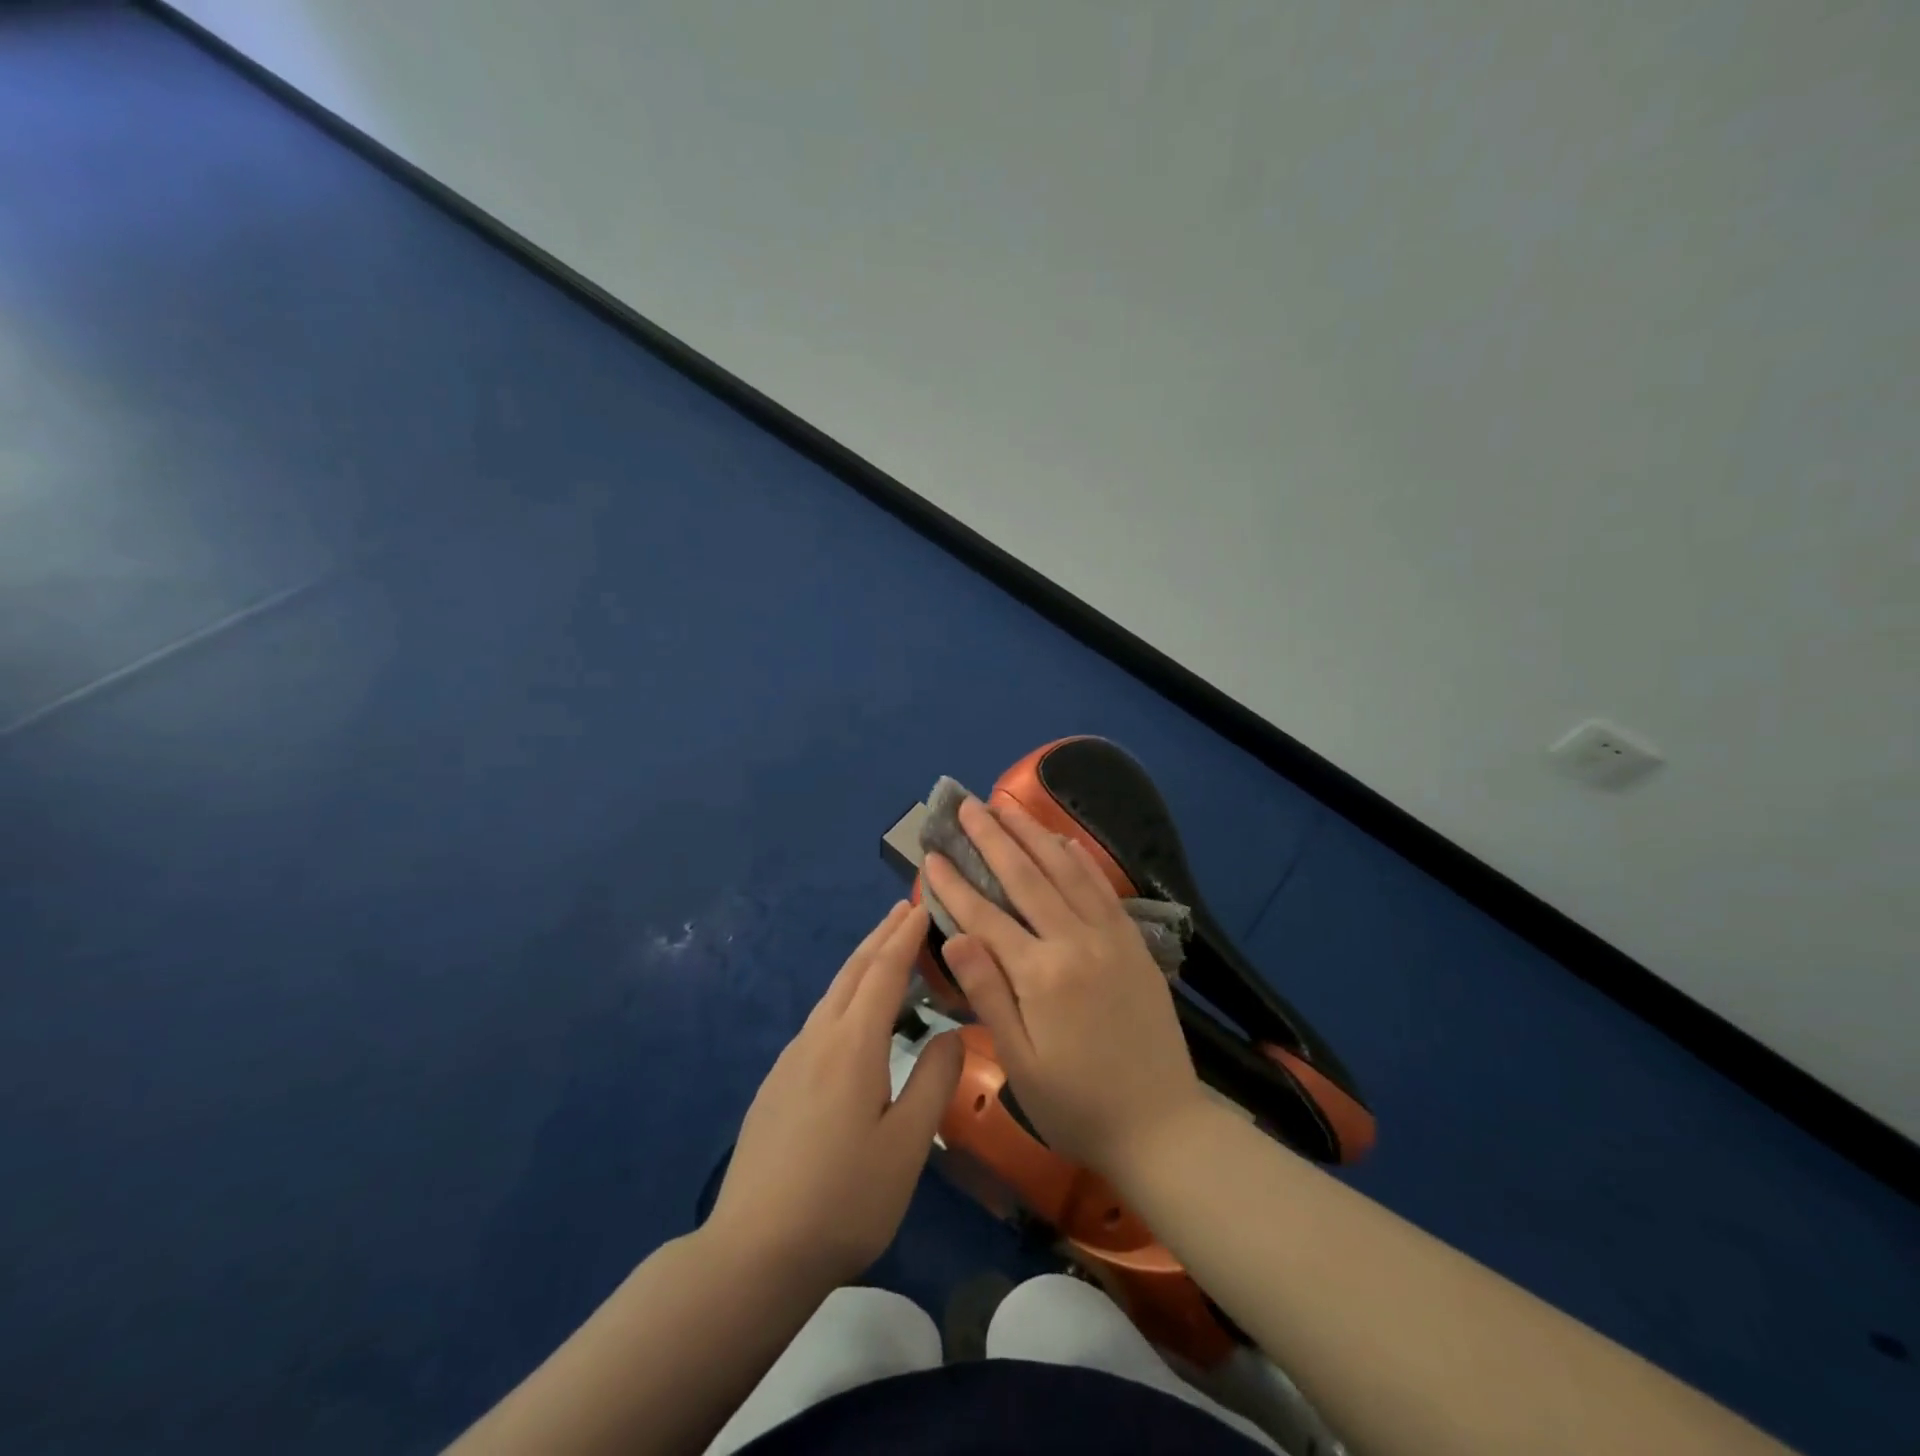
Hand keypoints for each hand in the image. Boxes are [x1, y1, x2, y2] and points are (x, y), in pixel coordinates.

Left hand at [707, 902, 960, 1289]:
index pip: (883, 971)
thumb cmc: (844, 1199)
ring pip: (831, 994)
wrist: (753, 1254)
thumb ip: (934, 1081)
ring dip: (861, 964)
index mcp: (852, 1044)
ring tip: (883, 951)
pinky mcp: (776, 1085)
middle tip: (905, 908)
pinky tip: (849, 1016)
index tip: (924, 905)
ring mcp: (790, 1061)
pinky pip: (818, 1020)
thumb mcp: (907, 1145)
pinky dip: (844, 996)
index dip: (905, 936)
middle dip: (881, 935)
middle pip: (852, 971)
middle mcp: (818, 1039)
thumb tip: (952, 1033)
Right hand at [923, 797, 1208, 1177]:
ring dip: (1034, 834)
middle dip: (993, 838)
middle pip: (1027, 877)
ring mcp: (1109, 938)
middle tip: (968, 805)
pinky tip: (1064, 841)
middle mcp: (1075, 942)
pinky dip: (1080, 860)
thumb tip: (956, 936)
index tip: (932, 853)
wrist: (1161, 1125)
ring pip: (1067, 871)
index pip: (986, 915)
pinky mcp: (1133, 944)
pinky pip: (1103, 889)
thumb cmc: (1077, 1104)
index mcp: (1041, 975)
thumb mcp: (1021, 1063)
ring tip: (1008, 806)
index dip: (955, 882)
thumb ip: (989, 994)